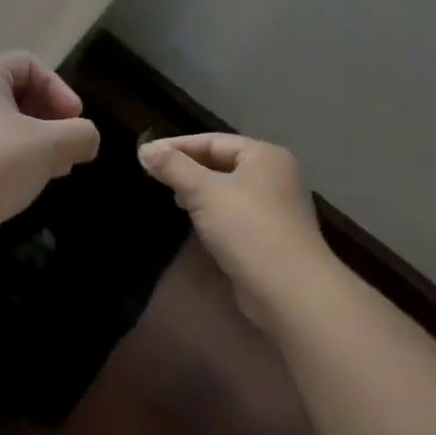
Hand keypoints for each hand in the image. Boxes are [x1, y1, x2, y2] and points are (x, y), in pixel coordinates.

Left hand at [0, 52, 100, 242]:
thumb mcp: (49, 144)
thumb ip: (79, 134)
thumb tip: (88, 139)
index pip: (29, 64)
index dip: (58, 88)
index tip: (74, 120)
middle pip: (21, 93)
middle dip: (52, 118)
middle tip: (70, 146)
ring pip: (10, 123)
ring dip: (40, 141)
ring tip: (58, 167)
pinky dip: (20, 158)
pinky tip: (34, 181)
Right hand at [138, 133, 335, 321]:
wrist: (291, 293)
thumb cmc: (248, 229)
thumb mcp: (203, 191)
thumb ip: (173, 167)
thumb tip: (144, 149)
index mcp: (264, 157)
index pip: (212, 141)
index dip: (177, 146)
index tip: (145, 155)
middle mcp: (274, 177)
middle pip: (221, 163)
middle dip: (187, 168)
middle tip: (155, 175)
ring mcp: (275, 209)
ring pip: (226, 190)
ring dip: (198, 190)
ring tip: (172, 196)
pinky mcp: (270, 238)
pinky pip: (234, 214)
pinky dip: (212, 212)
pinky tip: (195, 221)